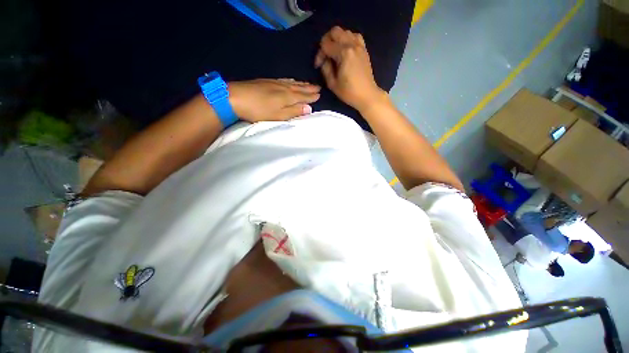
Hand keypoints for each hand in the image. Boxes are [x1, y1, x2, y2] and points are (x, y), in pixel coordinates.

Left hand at [228, 79, 320, 122]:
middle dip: (309, 88)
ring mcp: (274, 83)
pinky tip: (290, 80)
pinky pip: (284, 79)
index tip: (319, 95)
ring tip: (308, 83)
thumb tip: (309, 108)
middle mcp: (283, 87)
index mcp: (288, 97)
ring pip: (292, 83)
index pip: (303, 96)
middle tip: (318, 87)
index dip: (311, 96)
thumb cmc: (259, 110)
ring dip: (301, 84)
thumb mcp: (279, 115)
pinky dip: (290, 80)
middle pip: (299, 88)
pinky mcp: (266, 81)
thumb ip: (294, 111)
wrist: (235, 97)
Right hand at [315, 26, 385, 112]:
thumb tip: (324, 60)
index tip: (318, 65)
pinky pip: (354, 36)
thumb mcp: (332, 84)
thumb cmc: (349, 92)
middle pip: (335, 31)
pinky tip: (345, 50)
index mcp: (344, 53)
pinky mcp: (364, 49)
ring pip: (345, 32)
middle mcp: (352, 44)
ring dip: (337, 39)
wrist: (367, 95)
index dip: (319, 54)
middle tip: (325, 54)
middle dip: (326, 41)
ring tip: (334, 52)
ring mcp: (360, 45)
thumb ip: (325, 69)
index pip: (326, 44)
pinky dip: (347, 39)